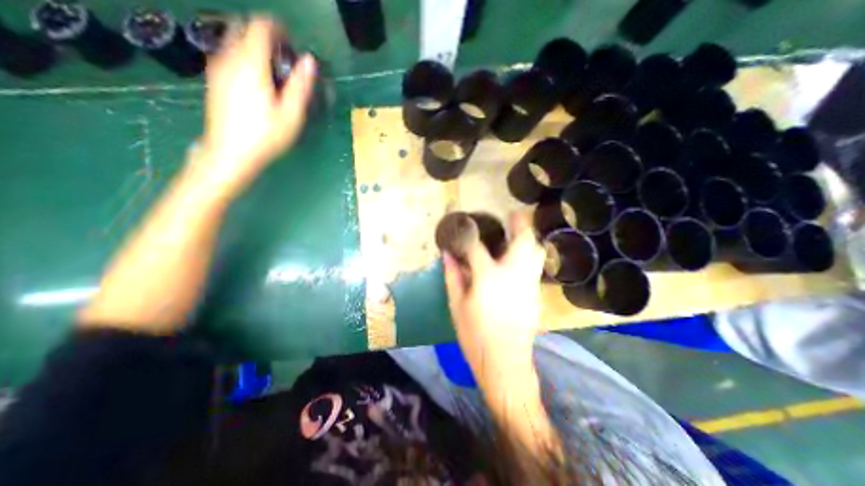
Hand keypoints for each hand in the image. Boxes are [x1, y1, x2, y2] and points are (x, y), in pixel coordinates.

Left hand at [191, 16, 316, 197]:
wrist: (230, 153)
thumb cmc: (265, 137)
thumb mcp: (291, 115)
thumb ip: (300, 86)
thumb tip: (310, 61)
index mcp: (251, 65)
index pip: (260, 27)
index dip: (277, 28)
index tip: (292, 40)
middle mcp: (229, 58)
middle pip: (243, 28)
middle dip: (264, 34)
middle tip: (283, 55)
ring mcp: (217, 67)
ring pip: (233, 39)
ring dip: (253, 44)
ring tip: (273, 68)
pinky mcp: (214, 78)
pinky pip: (228, 53)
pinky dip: (244, 55)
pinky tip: (257, 78)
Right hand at [441, 213, 541, 382]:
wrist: (505, 363)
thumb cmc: (475, 335)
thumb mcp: (457, 305)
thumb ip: (452, 276)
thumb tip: (447, 255)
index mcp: (488, 277)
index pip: (477, 247)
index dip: (470, 235)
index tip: (467, 227)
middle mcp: (513, 274)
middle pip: (523, 240)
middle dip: (520, 223)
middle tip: (512, 215)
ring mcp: (529, 283)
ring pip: (536, 251)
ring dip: (528, 238)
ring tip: (517, 234)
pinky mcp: (536, 294)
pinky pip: (536, 265)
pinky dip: (530, 255)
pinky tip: (519, 259)